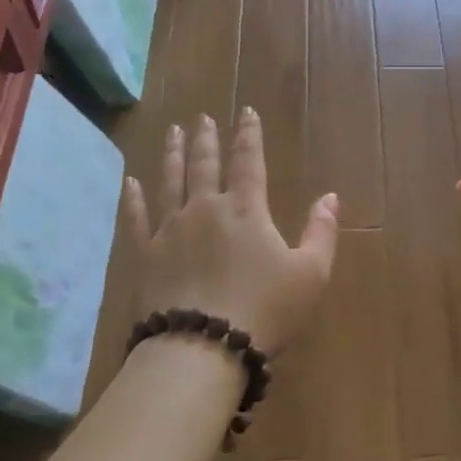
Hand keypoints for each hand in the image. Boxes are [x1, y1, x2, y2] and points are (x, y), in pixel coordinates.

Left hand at [123, 109, 338, 359]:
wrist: (202, 348)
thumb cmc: (264, 310)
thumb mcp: (310, 274)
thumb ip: (321, 232)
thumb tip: (331, 196)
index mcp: (246, 209)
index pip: (249, 161)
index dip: (249, 135)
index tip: (245, 112)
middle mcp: (205, 208)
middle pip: (204, 164)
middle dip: (206, 139)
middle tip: (202, 118)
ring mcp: (170, 229)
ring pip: (170, 181)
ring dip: (173, 155)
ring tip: (173, 132)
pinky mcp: (145, 255)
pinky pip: (136, 218)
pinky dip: (132, 198)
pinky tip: (129, 182)